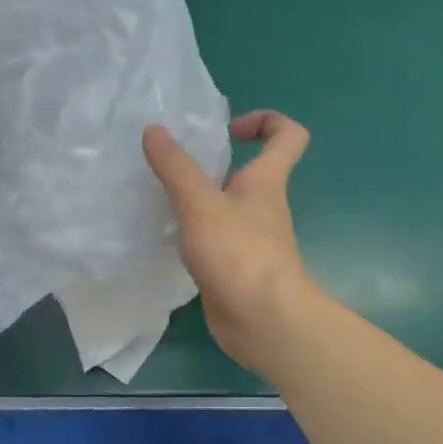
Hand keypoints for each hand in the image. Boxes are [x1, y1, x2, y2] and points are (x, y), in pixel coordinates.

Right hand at [143, 111, 317, 373]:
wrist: (264, 322)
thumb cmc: (240, 254)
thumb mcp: (201, 204)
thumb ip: (176, 167)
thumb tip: (154, 129)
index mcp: (266, 182)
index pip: (288, 136)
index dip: (267, 121)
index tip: (230, 129)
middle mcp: (263, 207)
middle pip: (249, 172)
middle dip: (214, 164)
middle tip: (172, 166)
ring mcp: (251, 240)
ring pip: (226, 208)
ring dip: (198, 201)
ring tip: (158, 199)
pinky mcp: (235, 268)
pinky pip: (214, 240)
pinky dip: (193, 234)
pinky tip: (164, 238)